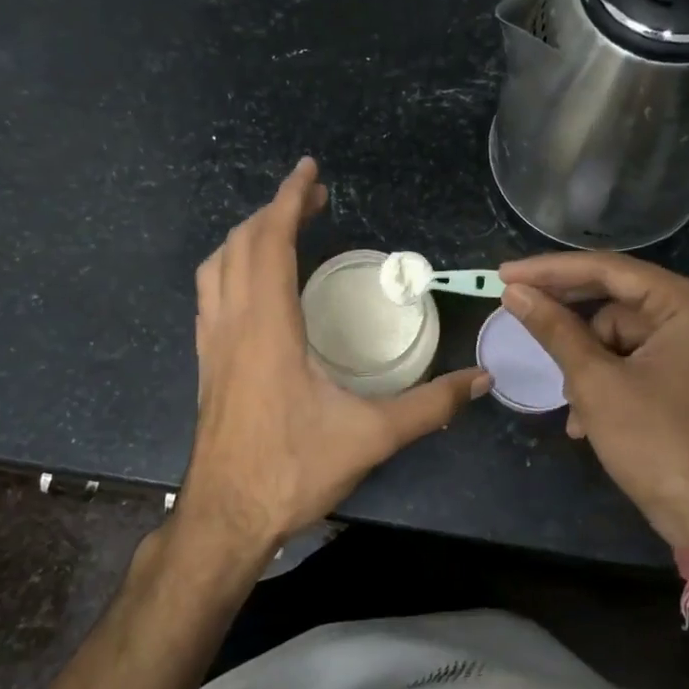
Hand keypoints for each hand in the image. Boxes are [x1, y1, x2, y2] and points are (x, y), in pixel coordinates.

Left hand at [182, 158, 489, 559]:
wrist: (225, 518)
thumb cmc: (292, 471)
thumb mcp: (371, 437)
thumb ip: (430, 406)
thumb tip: (482, 380)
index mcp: (268, 327)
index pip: (271, 242)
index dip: (290, 200)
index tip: (310, 171)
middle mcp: (233, 323)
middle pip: (241, 244)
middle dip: (275, 210)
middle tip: (313, 197)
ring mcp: (212, 343)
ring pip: (216, 266)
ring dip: (247, 236)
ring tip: (281, 228)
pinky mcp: (206, 362)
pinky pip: (210, 294)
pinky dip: (230, 267)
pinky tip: (253, 281)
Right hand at [499, 252, 688, 548]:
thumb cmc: (656, 442)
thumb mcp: (596, 382)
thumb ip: (555, 329)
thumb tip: (514, 292)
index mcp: (687, 304)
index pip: (608, 270)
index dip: (550, 271)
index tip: (504, 273)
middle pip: (613, 302)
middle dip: (568, 323)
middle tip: (515, 313)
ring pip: (617, 338)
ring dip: (586, 368)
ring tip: (572, 406)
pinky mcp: (685, 377)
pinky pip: (632, 362)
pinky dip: (605, 384)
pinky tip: (586, 421)